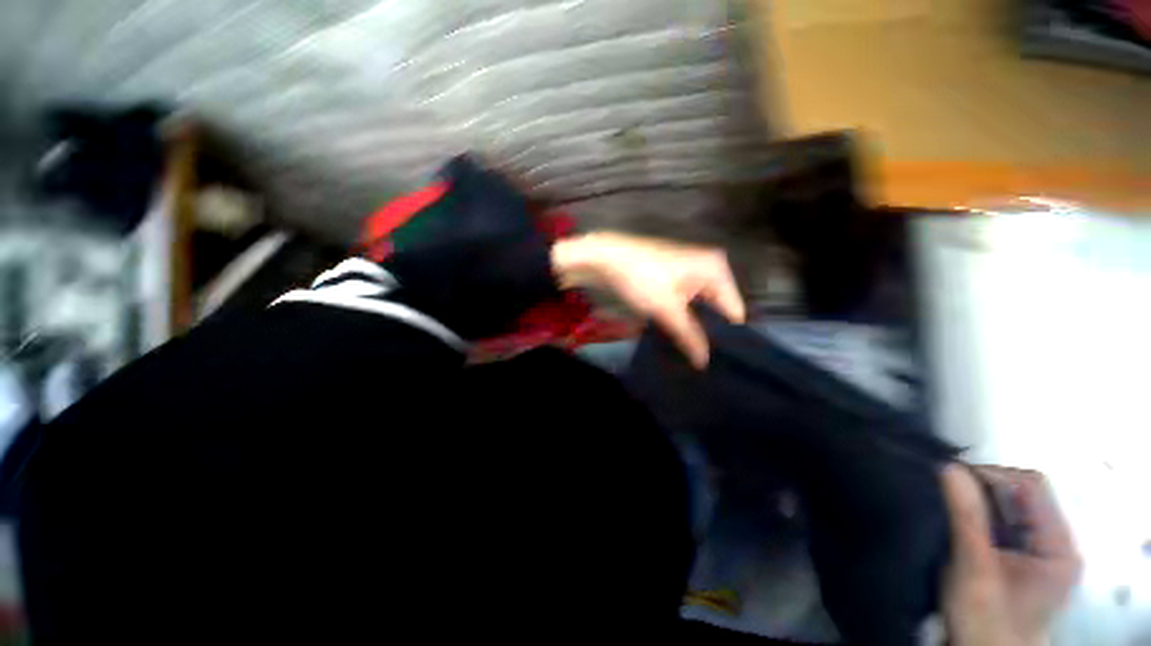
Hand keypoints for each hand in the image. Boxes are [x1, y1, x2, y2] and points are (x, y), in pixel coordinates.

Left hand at [551, 232, 744, 368]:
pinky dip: (684, 316)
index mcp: (717, 270)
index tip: (721, 362)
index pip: (733, 311)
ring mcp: (692, 270)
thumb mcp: (667, 310)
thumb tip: (704, 362)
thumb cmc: (642, 279)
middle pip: (718, 308)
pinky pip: (688, 300)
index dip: (727, 337)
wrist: (607, 257)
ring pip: (702, 306)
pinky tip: (679, 334)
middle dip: (711, 332)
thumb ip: (689, 337)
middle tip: (705, 361)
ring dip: (695, 326)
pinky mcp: (676, 275)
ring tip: (693, 353)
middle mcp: (711, 267)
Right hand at [939, 465, 1081, 645]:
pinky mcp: (1020, 557)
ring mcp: (1038, 550)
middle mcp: (1054, 541)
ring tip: (946, 508)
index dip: (991, 475)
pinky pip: (1000, 522)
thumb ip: (966, 517)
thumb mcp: (974, 569)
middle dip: (980, 489)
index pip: (1031, 485)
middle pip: (1020, 493)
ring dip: (975, 503)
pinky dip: (976, 516)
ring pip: (1007, 507)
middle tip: (943, 495)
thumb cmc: (984, 621)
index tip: (949, 480)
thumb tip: (948, 466)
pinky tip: (956, 522)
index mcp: (1058, 545)